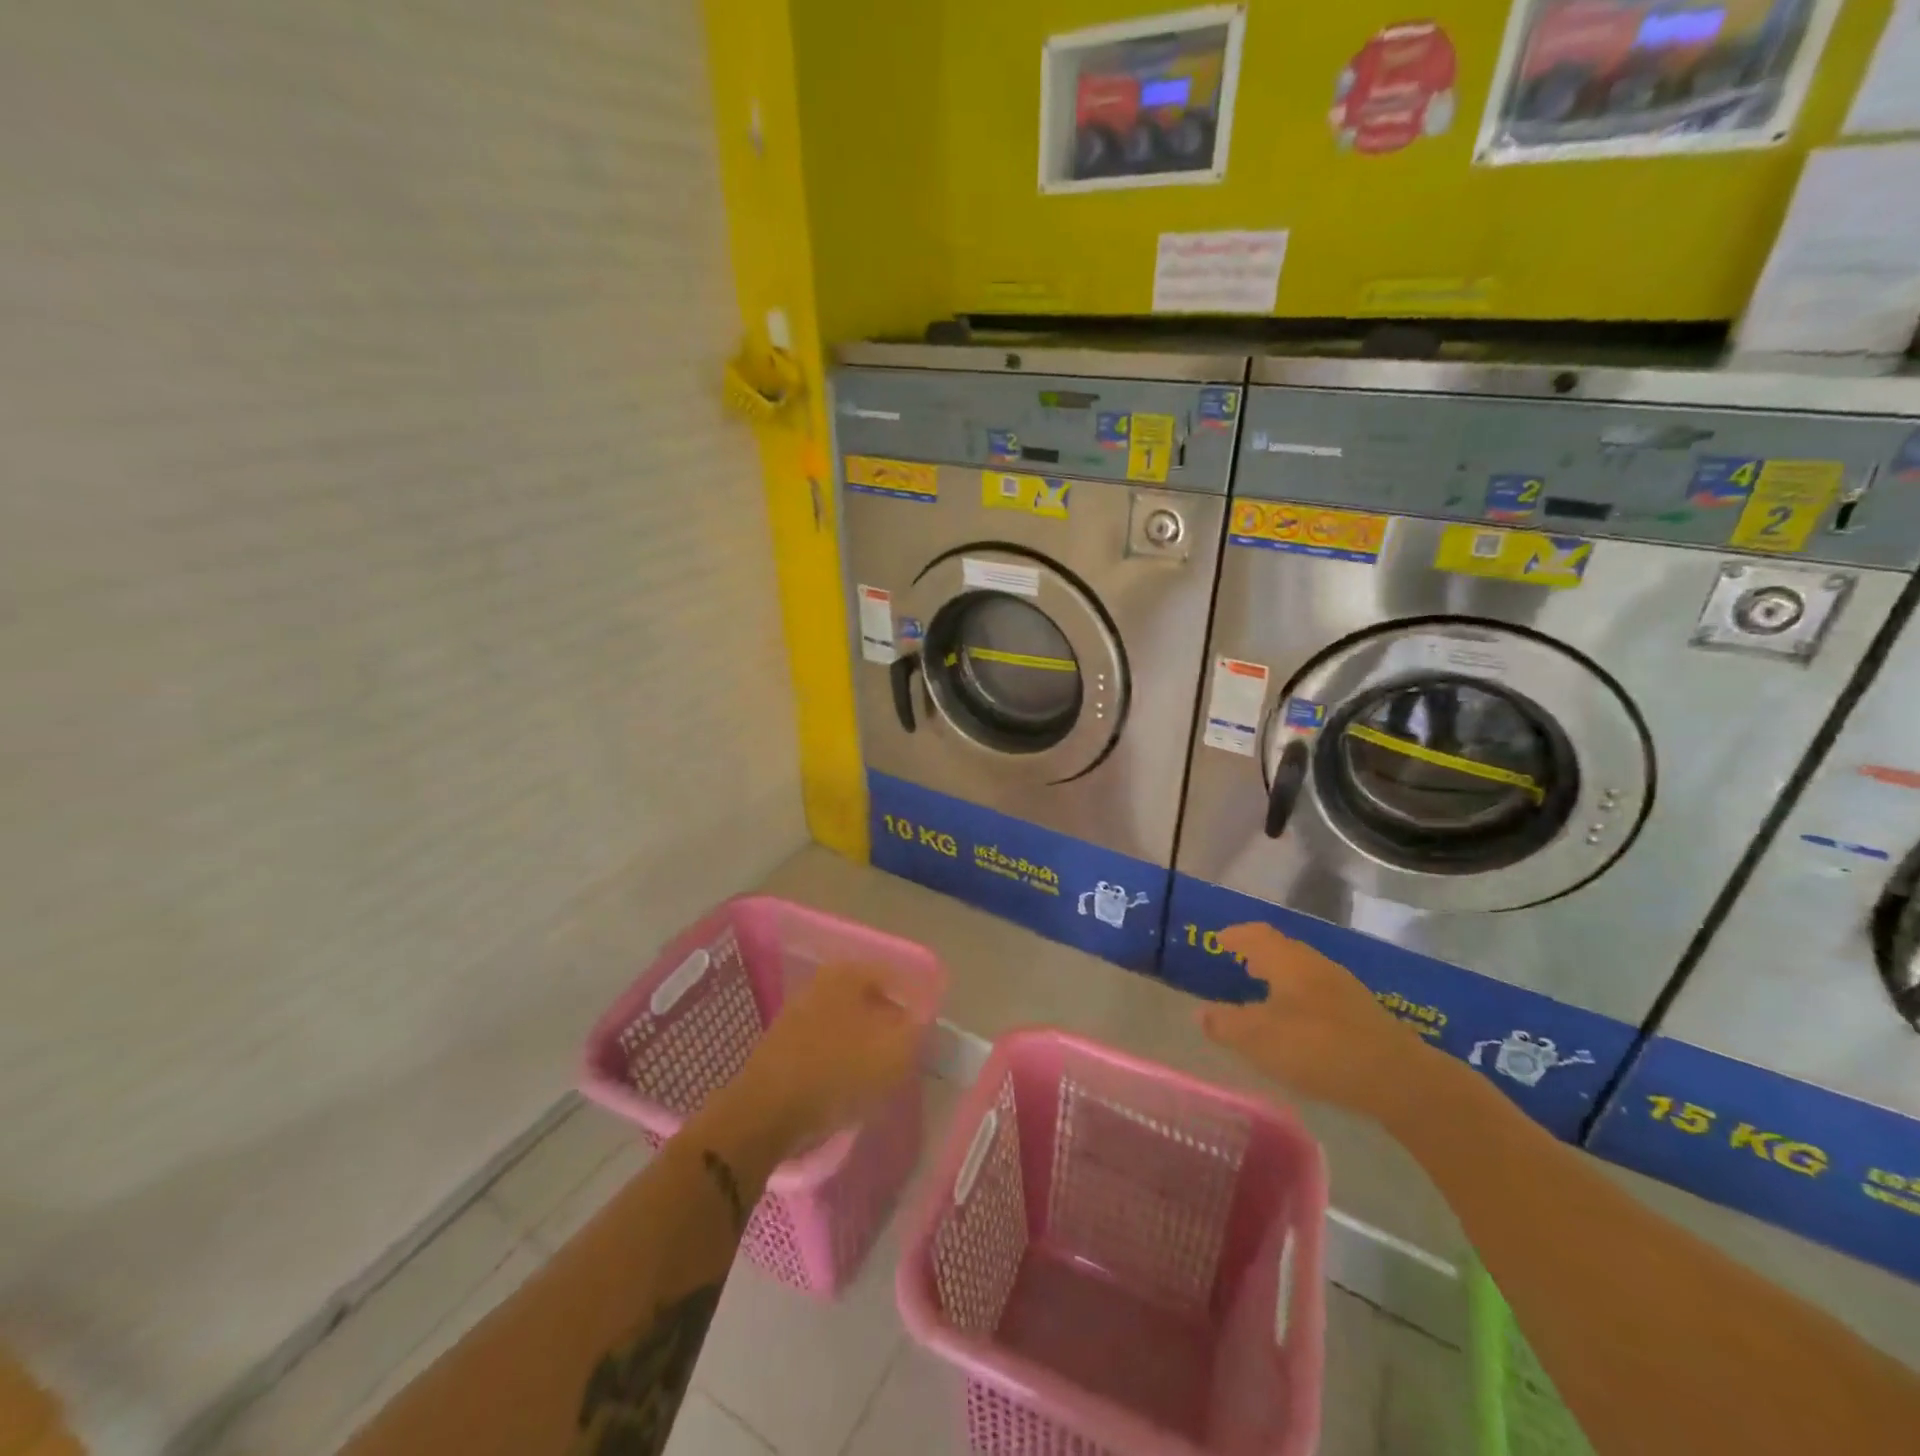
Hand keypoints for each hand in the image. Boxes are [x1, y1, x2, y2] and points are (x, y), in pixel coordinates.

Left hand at [731, 962, 921, 1158]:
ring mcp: (797, 1013)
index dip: (915, 1004)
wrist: (765, 1113)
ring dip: (865, 1044)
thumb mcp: (895, 1053)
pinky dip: (840, 1061)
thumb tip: (923, 1018)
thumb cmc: (837, 1073)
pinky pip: (824, 1046)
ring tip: (881, 1074)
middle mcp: (820, 983)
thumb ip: (918, 1030)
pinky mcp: (782, 1046)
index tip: (928, 1033)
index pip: (896, 978)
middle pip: (869, 999)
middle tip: (907, 1053)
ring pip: (846, 1023)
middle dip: (890, 1024)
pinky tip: (848, 1086)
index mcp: (848, 973)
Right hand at [1198, 923, 1435, 1123]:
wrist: (1399, 1079)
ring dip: (1281, 975)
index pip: (1257, 934)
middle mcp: (1316, 965)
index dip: (1236, 935)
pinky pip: (1319, 992)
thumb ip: (1226, 1025)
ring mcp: (1344, 988)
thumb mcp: (1260, 1039)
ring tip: (1264, 990)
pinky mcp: (1362, 1014)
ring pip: (1303, 971)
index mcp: (1289, 961)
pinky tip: (1298, 1020)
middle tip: (1239, 962)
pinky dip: (1299, 996)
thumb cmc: (1319, 1048)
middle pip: (1283, 949)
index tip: (1219, 939)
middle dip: (1259, 953)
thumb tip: (1200, 1012)